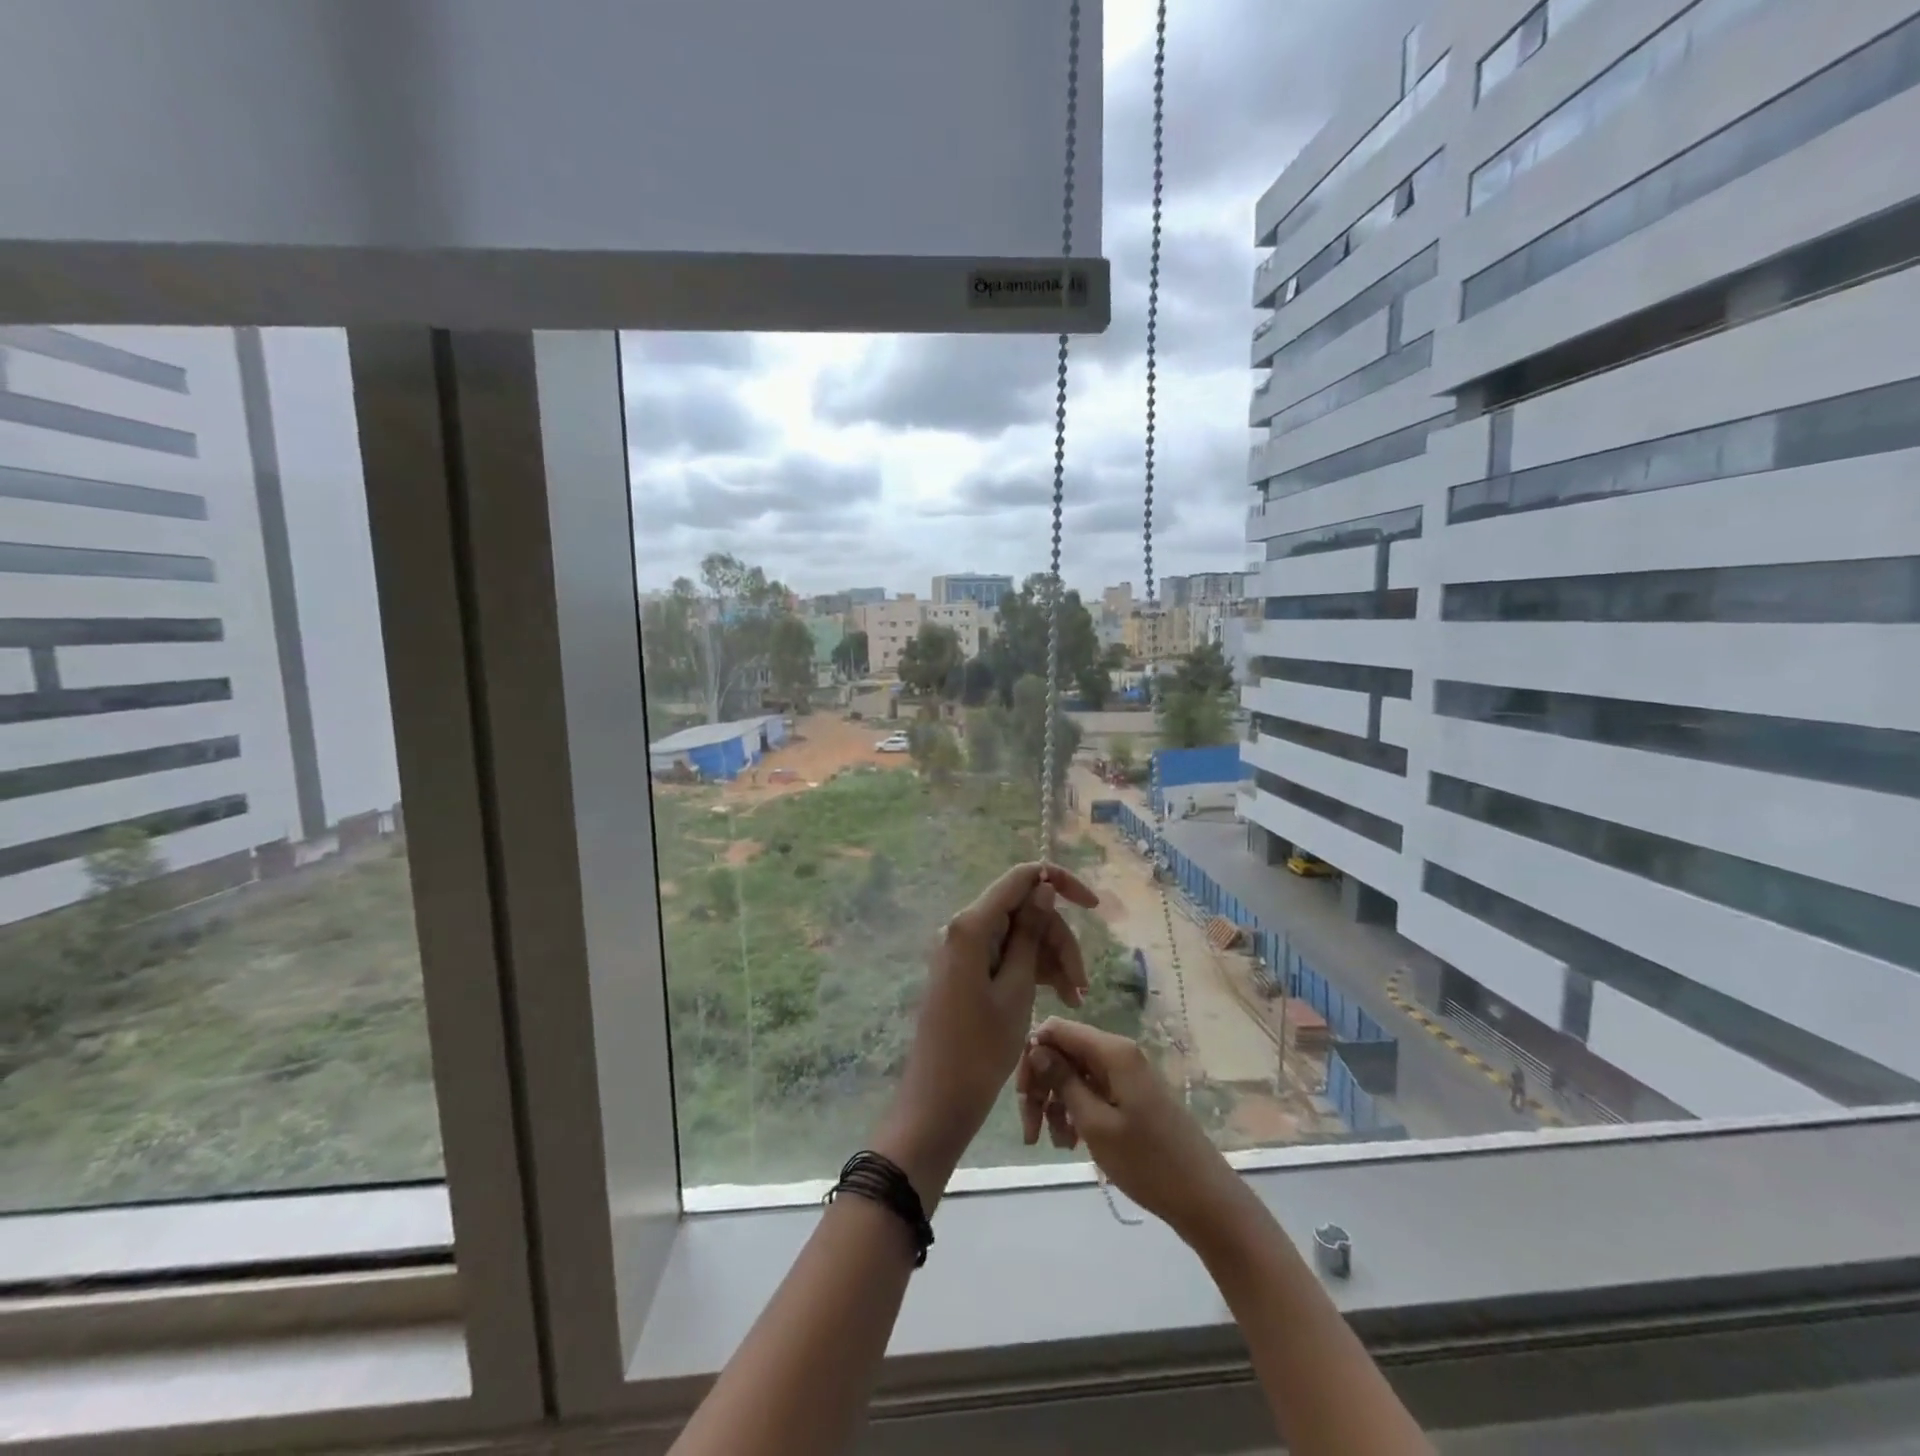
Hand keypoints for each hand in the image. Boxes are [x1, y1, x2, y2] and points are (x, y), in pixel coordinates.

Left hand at [874, 863, 1099, 1202]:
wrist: (938, 1101)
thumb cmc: (980, 1049)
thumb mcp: (1017, 989)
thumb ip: (1030, 933)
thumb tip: (1043, 887)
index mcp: (971, 925)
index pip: (1020, 878)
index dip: (1059, 883)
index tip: (1094, 906)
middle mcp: (964, 928)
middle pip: (1023, 911)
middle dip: (1058, 940)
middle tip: (1082, 985)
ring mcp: (964, 950)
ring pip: (1019, 935)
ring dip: (1050, 959)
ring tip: (1075, 999)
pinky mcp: (967, 971)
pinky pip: (1006, 956)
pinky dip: (1033, 971)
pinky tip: (1059, 998)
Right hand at [1018, 1018, 1239, 1238]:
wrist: (1203, 1199)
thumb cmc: (1148, 1162)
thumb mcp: (1095, 1124)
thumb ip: (1063, 1081)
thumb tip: (1036, 1046)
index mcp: (1112, 1051)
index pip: (1057, 1029)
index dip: (1033, 1055)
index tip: (1022, 1094)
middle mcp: (1118, 1053)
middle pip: (1063, 1053)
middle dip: (1041, 1086)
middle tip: (1030, 1128)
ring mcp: (1125, 1075)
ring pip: (1074, 1075)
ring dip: (1056, 1104)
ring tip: (1055, 1143)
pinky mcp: (1130, 1096)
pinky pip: (1091, 1091)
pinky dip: (1075, 1112)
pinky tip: (1070, 1142)